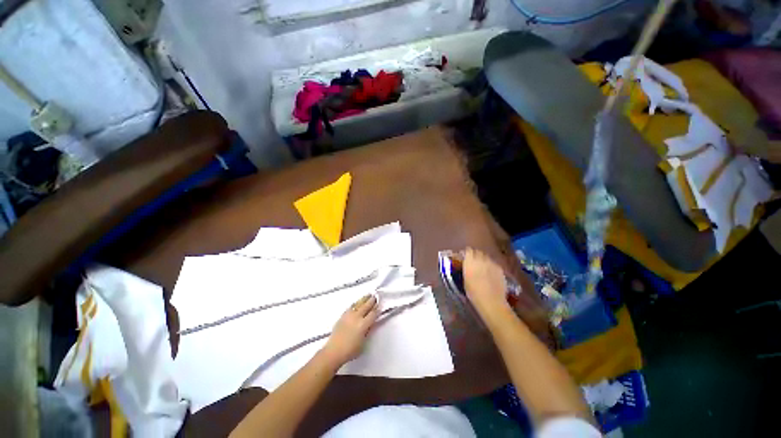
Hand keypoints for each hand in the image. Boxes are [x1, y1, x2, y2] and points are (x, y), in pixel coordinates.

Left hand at [322, 295, 378, 365]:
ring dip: (364, 299)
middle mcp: (356, 317)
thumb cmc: (350, 350)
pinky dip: (355, 303)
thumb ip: (368, 331)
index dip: (377, 309)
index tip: (379, 305)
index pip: (373, 314)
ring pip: (358, 304)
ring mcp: (349, 316)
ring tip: (368, 295)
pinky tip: (357, 303)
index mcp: (363, 324)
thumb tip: (371, 324)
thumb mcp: (363, 343)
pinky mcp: (343, 316)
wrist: (334, 351)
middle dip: (371, 301)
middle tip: (375, 296)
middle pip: (366, 306)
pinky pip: (351, 307)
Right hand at [463, 248, 510, 319]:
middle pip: (478, 252)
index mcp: (470, 261)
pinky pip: (494, 264)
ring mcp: (491, 263)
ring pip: (486, 257)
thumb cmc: (474, 293)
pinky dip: (491, 266)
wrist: (491, 301)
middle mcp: (481, 259)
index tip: (465, 257)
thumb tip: (467, 266)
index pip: (468, 250)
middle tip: (473, 263)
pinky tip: (491, 274)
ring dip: (484, 260)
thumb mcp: (465, 280)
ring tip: (483, 268)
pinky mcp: (500, 268)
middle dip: (475, 255)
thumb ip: (466, 269)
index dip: (467, 253)